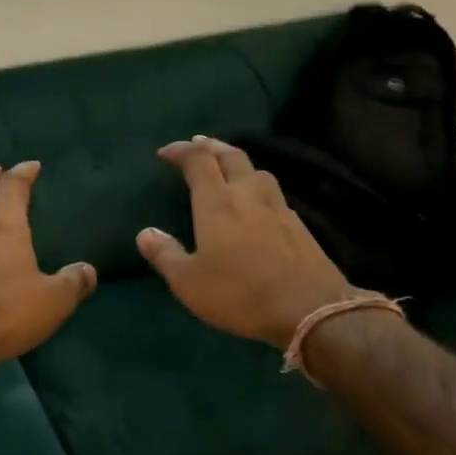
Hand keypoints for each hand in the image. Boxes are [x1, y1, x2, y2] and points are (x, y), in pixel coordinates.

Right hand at [136, 137, 354, 349]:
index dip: (180, 151)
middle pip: (231, 155)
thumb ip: (165, 255)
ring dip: (237, 162)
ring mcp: (278, 207)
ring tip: (227, 168)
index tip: (165, 153)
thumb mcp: (189, 282)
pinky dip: (257, 186)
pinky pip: (273, 192)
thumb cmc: (240, 294)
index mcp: (217, 203)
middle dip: (210, 146)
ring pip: (257, 171)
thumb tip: (145, 233)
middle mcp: (248, 194)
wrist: (310, 309)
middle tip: (196, 144)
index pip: (198, 161)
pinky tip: (256, 202)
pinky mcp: (298, 224)